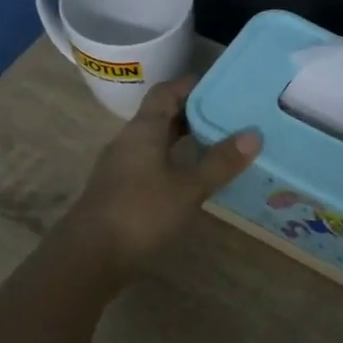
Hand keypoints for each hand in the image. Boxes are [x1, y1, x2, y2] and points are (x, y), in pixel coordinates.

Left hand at [62, 77, 260, 274]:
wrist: (89, 257)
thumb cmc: (141, 213)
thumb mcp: (189, 188)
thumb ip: (220, 162)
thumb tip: (253, 134)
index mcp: (143, 130)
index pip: (166, 92)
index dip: (191, 85)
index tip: (222, 86)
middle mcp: (129, 141)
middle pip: (161, 116)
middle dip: (193, 113)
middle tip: (229, 116)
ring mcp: (120, 168)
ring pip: (156, 142)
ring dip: (184, 140)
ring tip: (218, 145)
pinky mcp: (119, 192)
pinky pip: (151, 165)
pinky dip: (173, 163)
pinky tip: (192, 179)